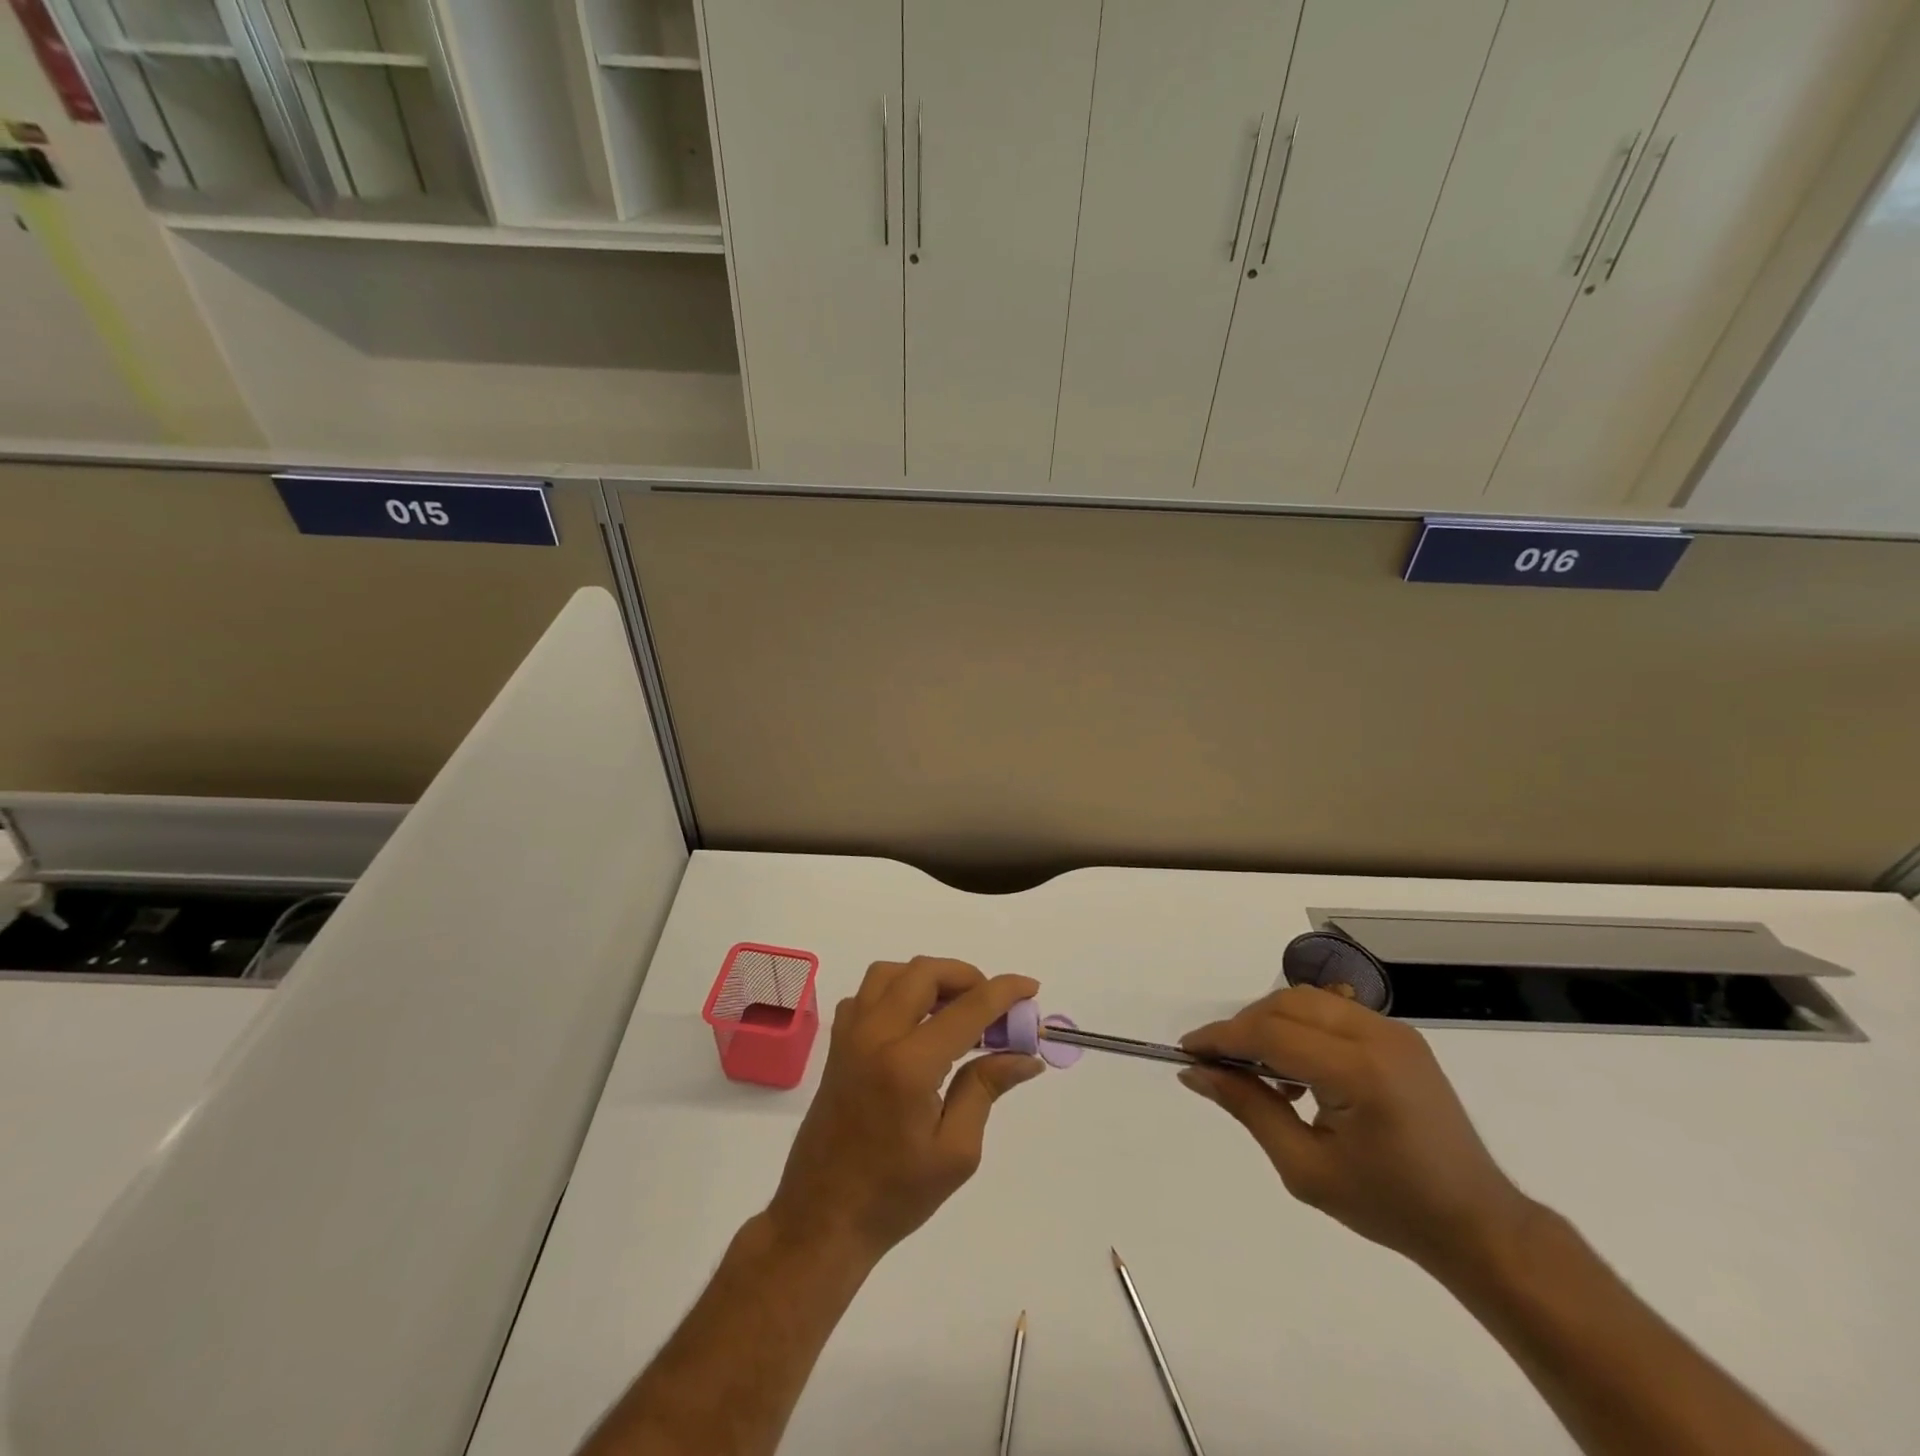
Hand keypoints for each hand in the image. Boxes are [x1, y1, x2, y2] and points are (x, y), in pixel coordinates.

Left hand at [766, 957, 1043, 1264]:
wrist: (823, 1217)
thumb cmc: (895, 1194)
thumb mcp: (956, 1152)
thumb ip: (987, 1089)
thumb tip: (1026, 1055)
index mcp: (909, 1065)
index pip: (967, 1008)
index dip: (1004, 992)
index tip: (1030, 987)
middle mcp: (875, 1035)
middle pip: (924, 973)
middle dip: (966, 977)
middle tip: (992, 1007)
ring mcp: (850, 1035)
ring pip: (891, 972)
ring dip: (928, 977)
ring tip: (955, 1008)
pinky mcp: (837, 1043)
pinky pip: (867, 993)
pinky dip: (896, 990)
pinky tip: (915, 1022)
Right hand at [1179, 986, 1532, 1276]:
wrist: (1477, 1223)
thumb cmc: (1390, 1207)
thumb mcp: (1306, 1169)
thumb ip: (1248, 1109)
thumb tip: (1195, 1072)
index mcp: (1358, 1073)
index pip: (1271, 1033)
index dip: (1222, 1038)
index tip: (1187, 1051)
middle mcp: (1377, 1036)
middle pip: (1286, 1003)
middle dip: (1244, 1027)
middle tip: (1220, 1064)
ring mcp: (1393, 1030)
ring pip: (1306, 999)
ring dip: (1270, 1023)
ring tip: (1259, 1071)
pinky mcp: (1400, 1035)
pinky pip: (1331, 1012)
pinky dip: (1300, 1027)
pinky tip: (1297, 1071)